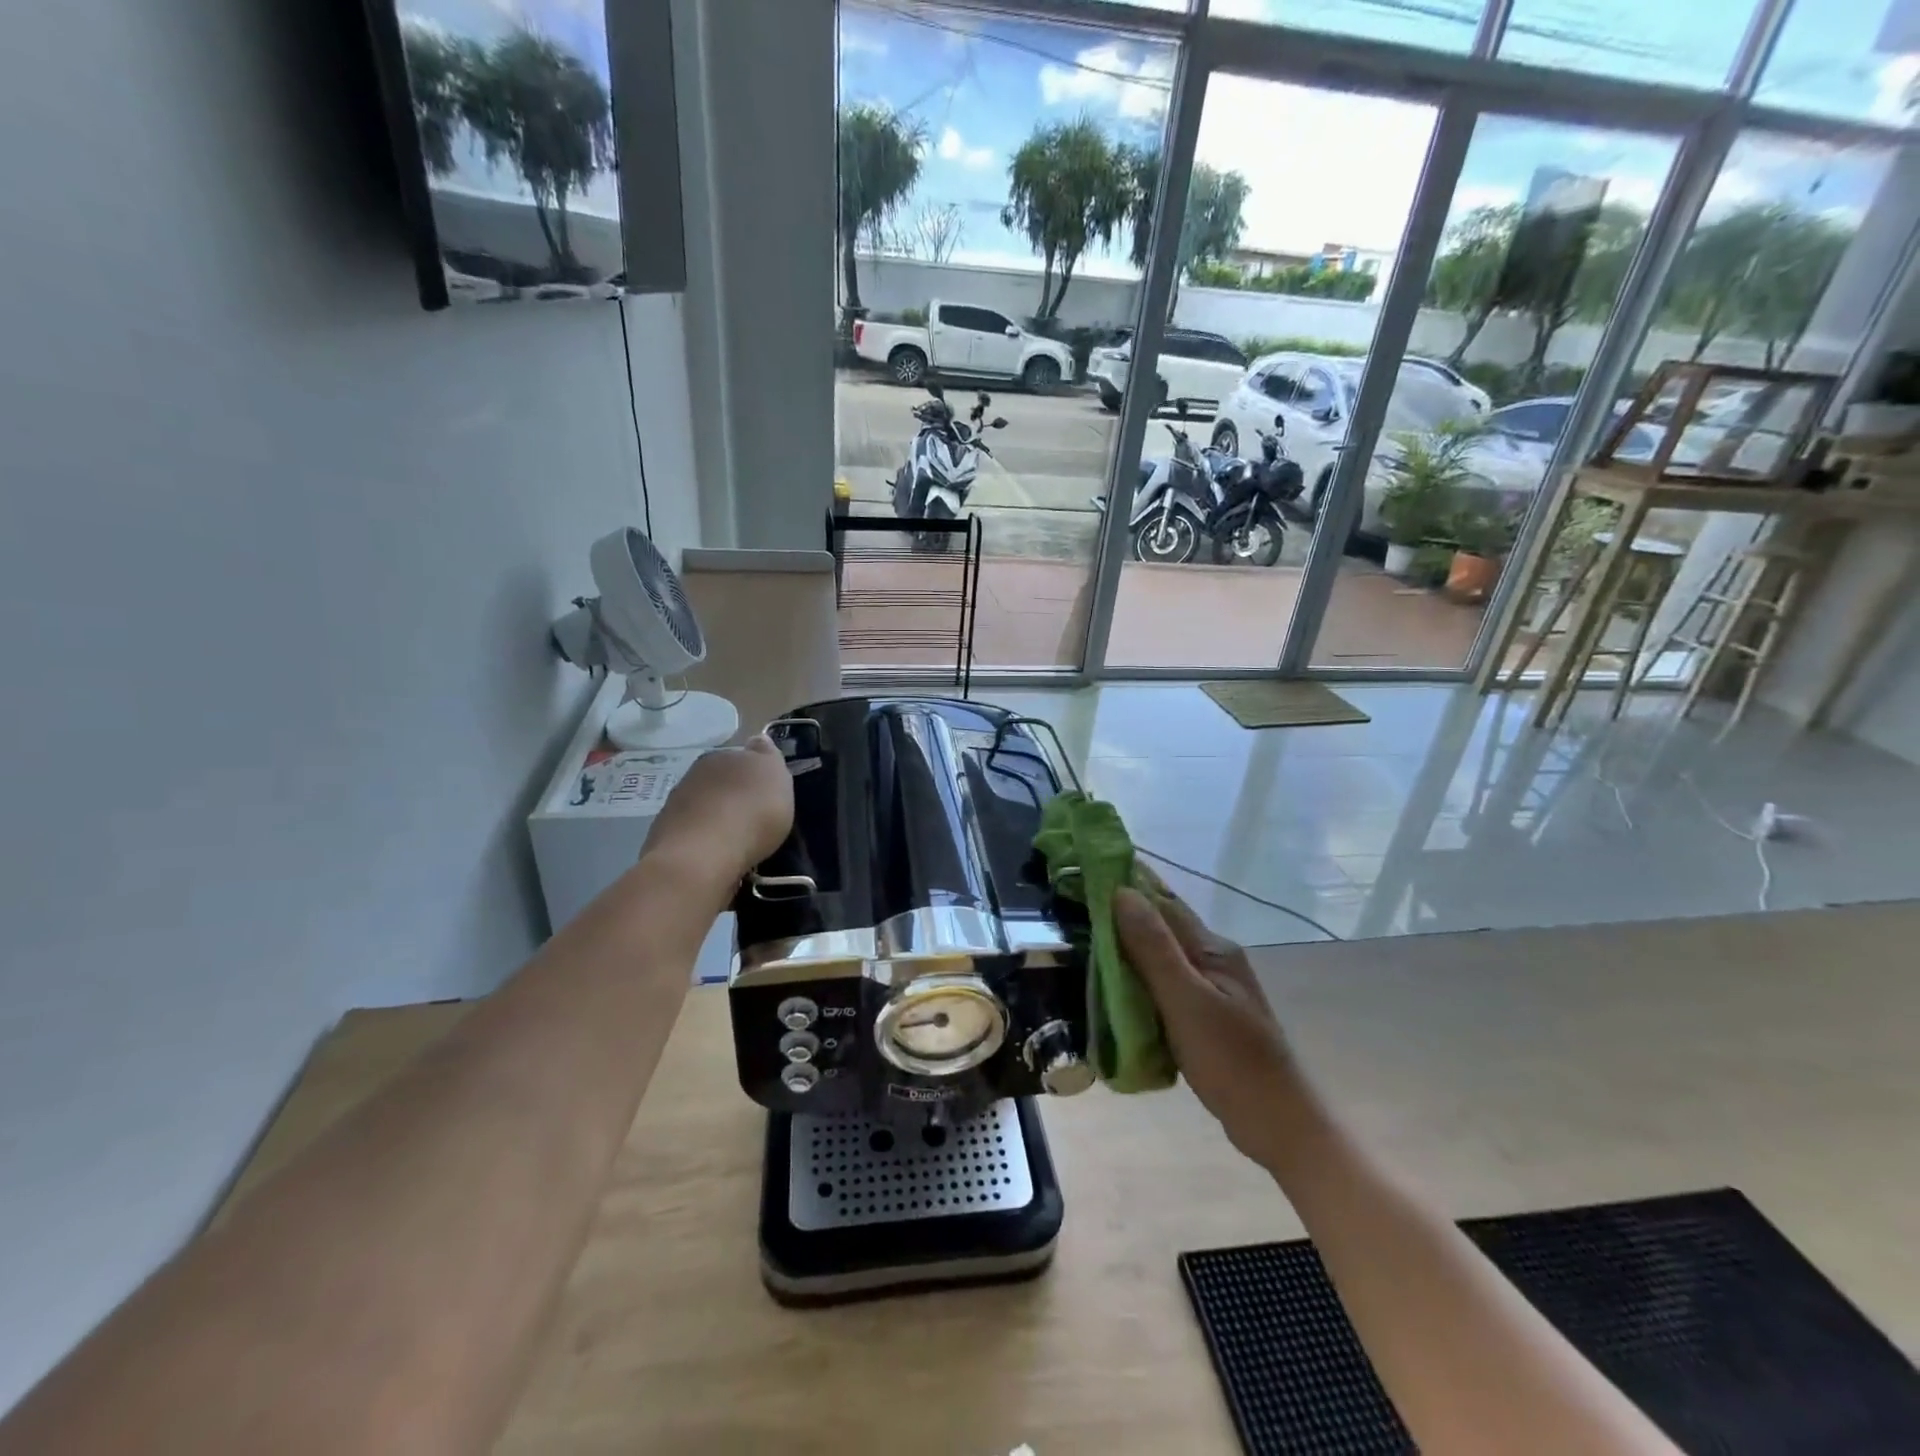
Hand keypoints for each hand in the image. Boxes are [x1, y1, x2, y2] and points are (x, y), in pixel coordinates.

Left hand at [644, 735, 794, 885]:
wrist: (702, 856)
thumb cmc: (751, 812)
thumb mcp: (776, 777)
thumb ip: (768, 757)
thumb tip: (757, 742)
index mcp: (723, 756)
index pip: (742, 756)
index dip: (755, 772)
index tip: (766, 791)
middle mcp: (695, 774)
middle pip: (720, 781)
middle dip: (734, 794)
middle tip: (753, 817)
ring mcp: (675, 805)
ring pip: (703, 806)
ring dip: (717, 818)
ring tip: (736, 841)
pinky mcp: (664, 836)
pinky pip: (692, 833)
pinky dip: (703, 841)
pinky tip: (716, 855)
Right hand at [1113, 887, 1300, 1167]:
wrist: (1278, 1124)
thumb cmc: (1231, 1060)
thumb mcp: (1186, 1001)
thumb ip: (1153, 948)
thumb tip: (1121, 892)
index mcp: (1212, 948)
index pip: (1162, 901)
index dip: (1126, 882)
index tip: (1088, 866)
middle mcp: (1213, 959)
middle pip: (1162, 924)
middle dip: (1122, 909)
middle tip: (1075, 900)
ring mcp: (1211, 988)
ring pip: (1161, 954)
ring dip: (1127, 942)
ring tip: (1085, 935)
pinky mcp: (1205, 1016)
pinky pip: (1163, 982)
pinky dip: (1137, 974)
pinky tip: (1115, 982)